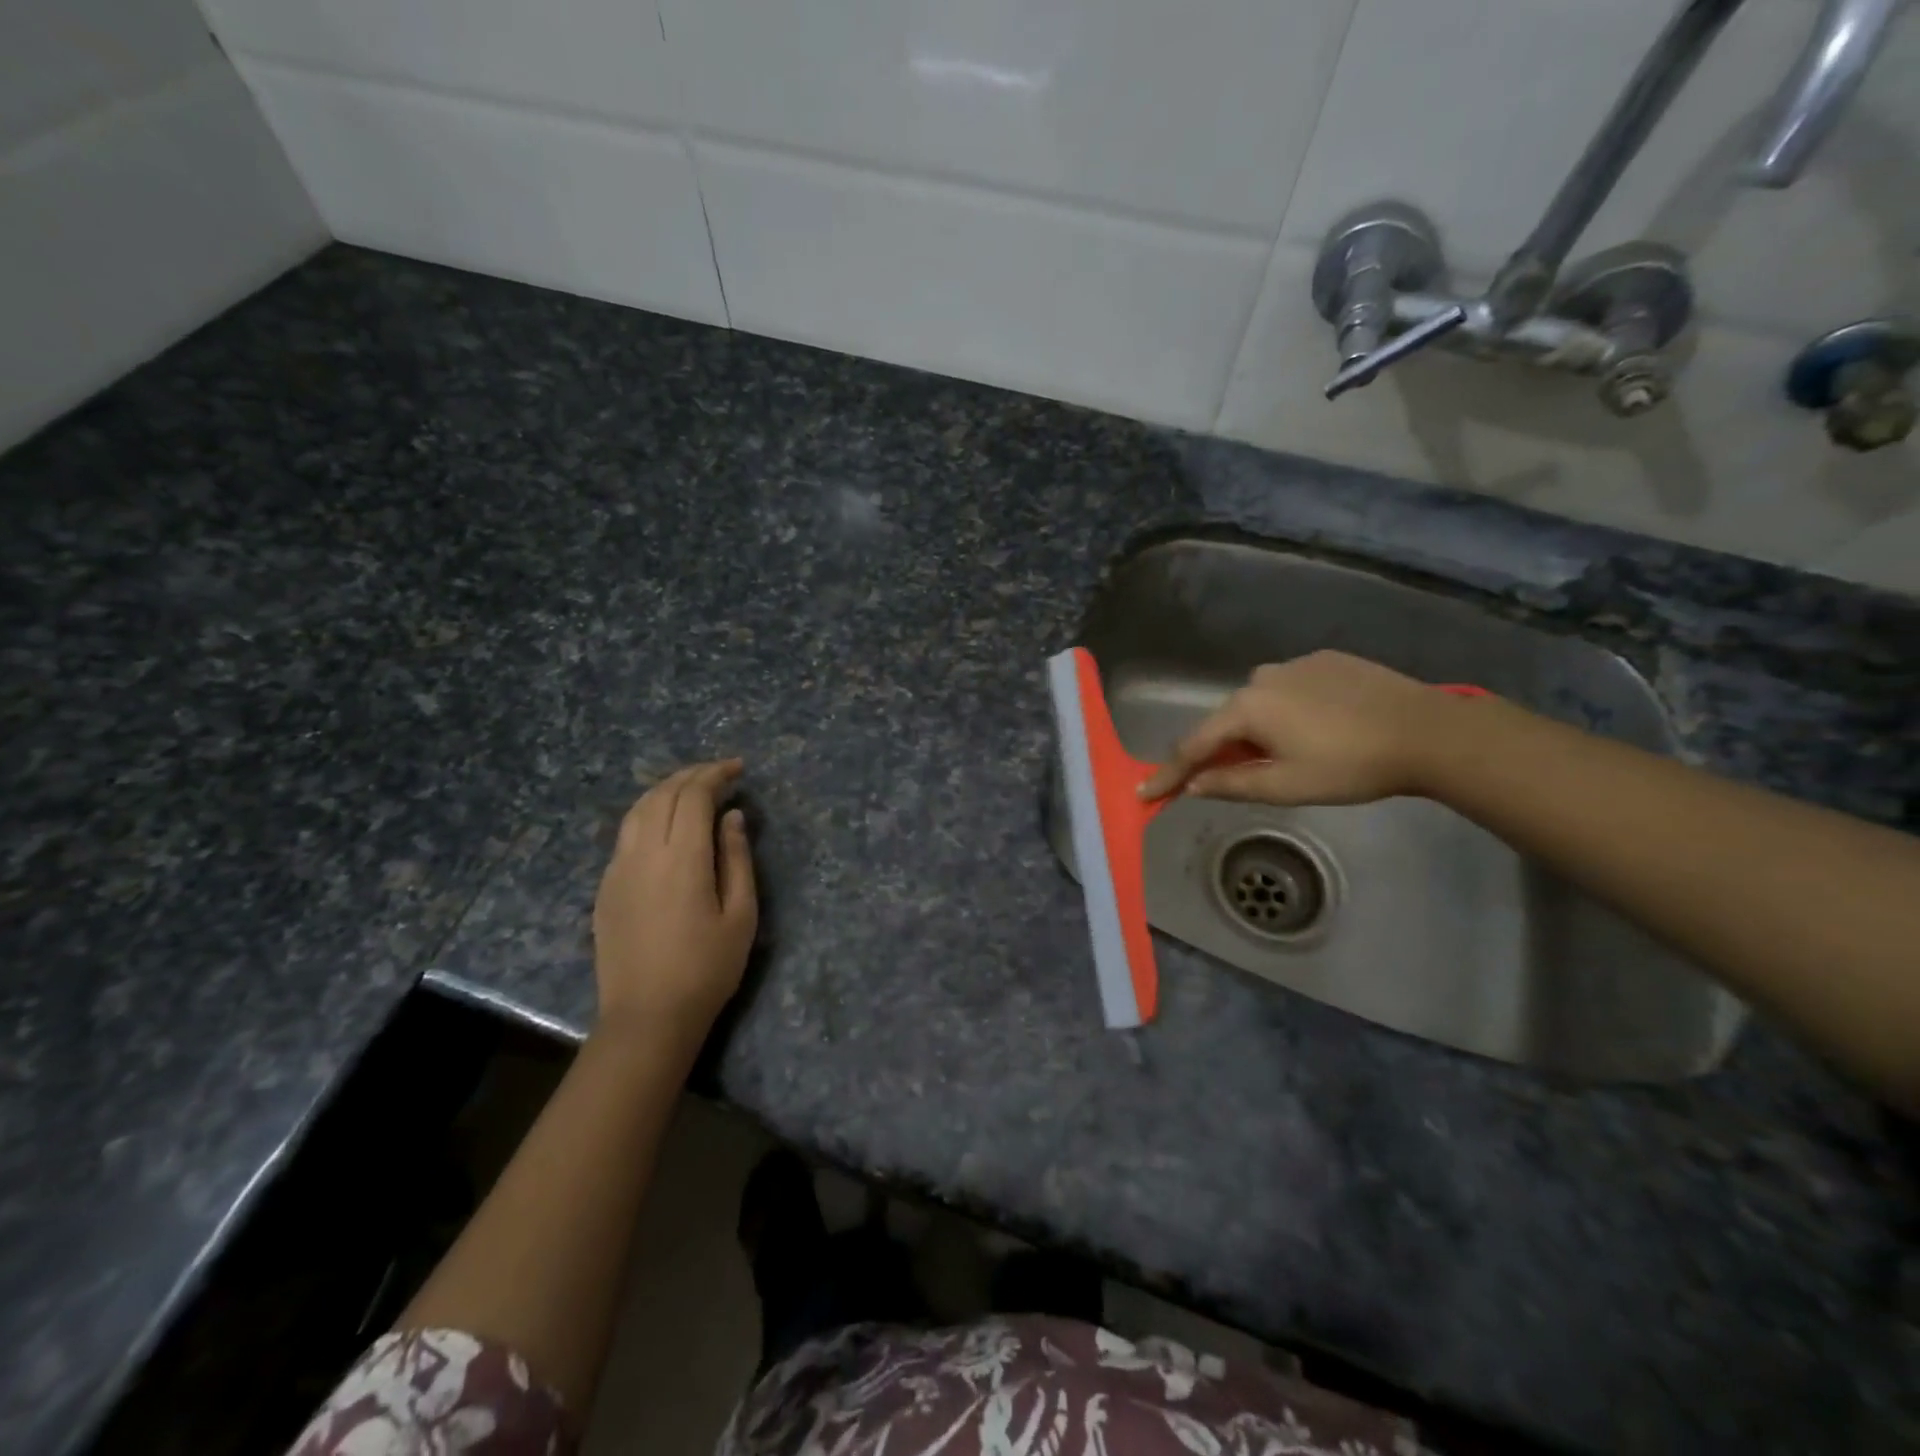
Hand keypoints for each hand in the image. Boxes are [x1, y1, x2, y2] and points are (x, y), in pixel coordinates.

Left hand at [593, 759, 757, 1042]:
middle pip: (662, 794)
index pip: (693, 796)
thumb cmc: (706, 968)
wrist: (647, 1016)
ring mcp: (618, 869)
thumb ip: (736, 859)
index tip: (738, 769)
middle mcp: (643, 853)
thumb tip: (731, 817)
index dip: (715, 774)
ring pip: (638, 809)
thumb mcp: (741, 915)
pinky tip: (666, 824)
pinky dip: (649, 812)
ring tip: (692, 789)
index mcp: (681, 858)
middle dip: (692, 775)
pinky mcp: (606, 887)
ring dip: (666, 789)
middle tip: (720, 773)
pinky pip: (626, 833)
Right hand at [1139, 651, 1462, 805]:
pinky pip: (1290, 690)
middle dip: (1221, 751)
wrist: (1427, 730)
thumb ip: (1232, 784)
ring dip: (1258, 730)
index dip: (1169, 772)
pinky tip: (1319, 728)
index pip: (1194, 745)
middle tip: (1229, 780)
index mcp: (1246, 708)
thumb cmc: (1350, 765)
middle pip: (1226, 721)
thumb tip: (1192, 786)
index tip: (1145, 791)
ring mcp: (1294, 664)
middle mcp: (1260, 678)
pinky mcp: (1326, 659)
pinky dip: (1288, 711)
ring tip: (1288, 755)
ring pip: (1259, 704)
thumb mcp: (1287, 786)